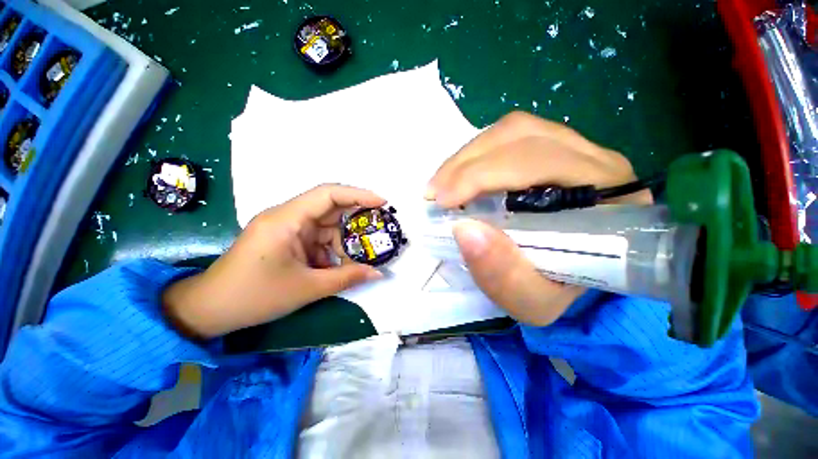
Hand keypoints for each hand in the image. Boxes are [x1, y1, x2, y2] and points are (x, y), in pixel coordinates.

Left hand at [163, 185, 384, 338]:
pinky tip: (338, 267)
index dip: (358, 195)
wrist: (210, 310)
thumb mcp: (307, 288)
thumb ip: (347, 278)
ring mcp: (288, 228)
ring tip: (358, 260)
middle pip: (330, 209)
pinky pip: (318, 239)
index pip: (328, 194)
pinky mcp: (288, 240)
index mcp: (287, 220)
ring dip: (343, 243)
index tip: (382, 203)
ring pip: (327, 227)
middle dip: (356, 220)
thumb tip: (378, 273)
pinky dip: (332, 252)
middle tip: (379, 231)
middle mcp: (288, 217)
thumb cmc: (253, 296)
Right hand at [426, 111, 650, 325]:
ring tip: (443, 183)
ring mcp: (577, 149)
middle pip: (522, 137)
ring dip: (468, 156)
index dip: (483, 176)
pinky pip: (511, 137)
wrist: (573, 281)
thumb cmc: (557, 292)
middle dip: (467, 163)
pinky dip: (477, 154)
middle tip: (435, 192)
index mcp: (608, 199)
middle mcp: (598, 162)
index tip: (444, 201)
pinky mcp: (554, 150)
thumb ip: (502, 273)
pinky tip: (460, 176)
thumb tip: (463, 229)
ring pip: (514, 130)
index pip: (538, 163)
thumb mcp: (531, 299)